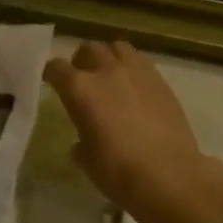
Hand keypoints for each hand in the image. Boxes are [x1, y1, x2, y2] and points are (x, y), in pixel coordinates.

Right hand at [43, 41, 222, 222]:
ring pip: (118, 47)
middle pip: (89, 49)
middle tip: (82, 77)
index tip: (51, 82)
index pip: (57, 68)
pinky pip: (141, 62)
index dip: (51, 74)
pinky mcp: (160, 81)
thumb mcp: (88, 162)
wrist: (170, 175)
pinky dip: (132, 68)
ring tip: (110, 75)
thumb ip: (81, 143)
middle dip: (81, 60)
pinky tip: (135, 88)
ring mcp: (137, 72)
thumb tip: (82, 142)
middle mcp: (107, 71)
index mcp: (81, 89)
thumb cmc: (120, 172)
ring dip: (109, 57)